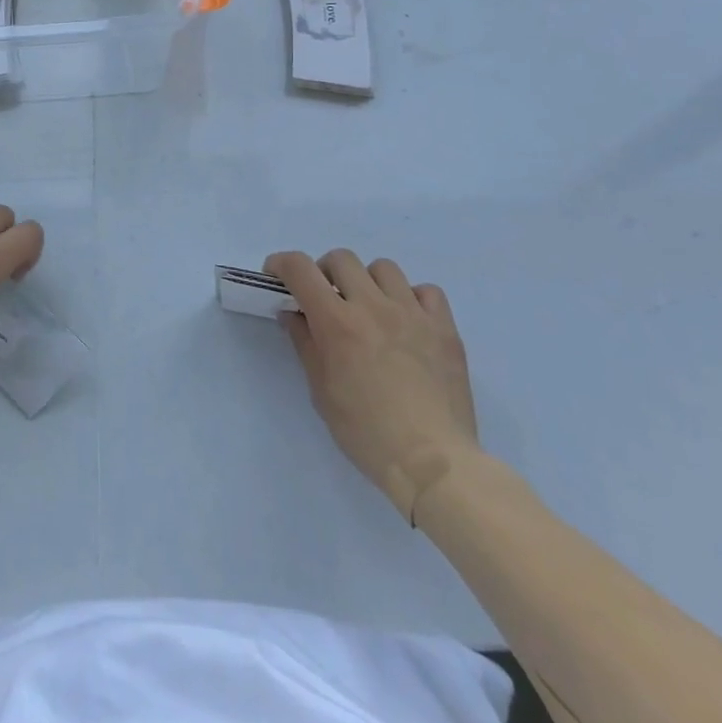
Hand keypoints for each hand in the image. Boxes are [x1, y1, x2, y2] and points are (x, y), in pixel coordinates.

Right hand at [266, 249, 479, 523]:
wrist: (432, 463)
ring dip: (368, 281)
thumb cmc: (366, 433)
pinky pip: (427, 291)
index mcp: (337, 322)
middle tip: (326, 299)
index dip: (282, 263)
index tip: (277, 275)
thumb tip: (293, 314)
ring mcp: (412, 313)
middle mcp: (373, 306)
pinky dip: (413, 298)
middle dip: (325, 272)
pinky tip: (408, 322)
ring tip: (370, 308)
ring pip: (384, 268)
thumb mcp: (321, 391)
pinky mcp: (444, 328)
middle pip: (341, 258)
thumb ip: (305, 344)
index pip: (300, 269)